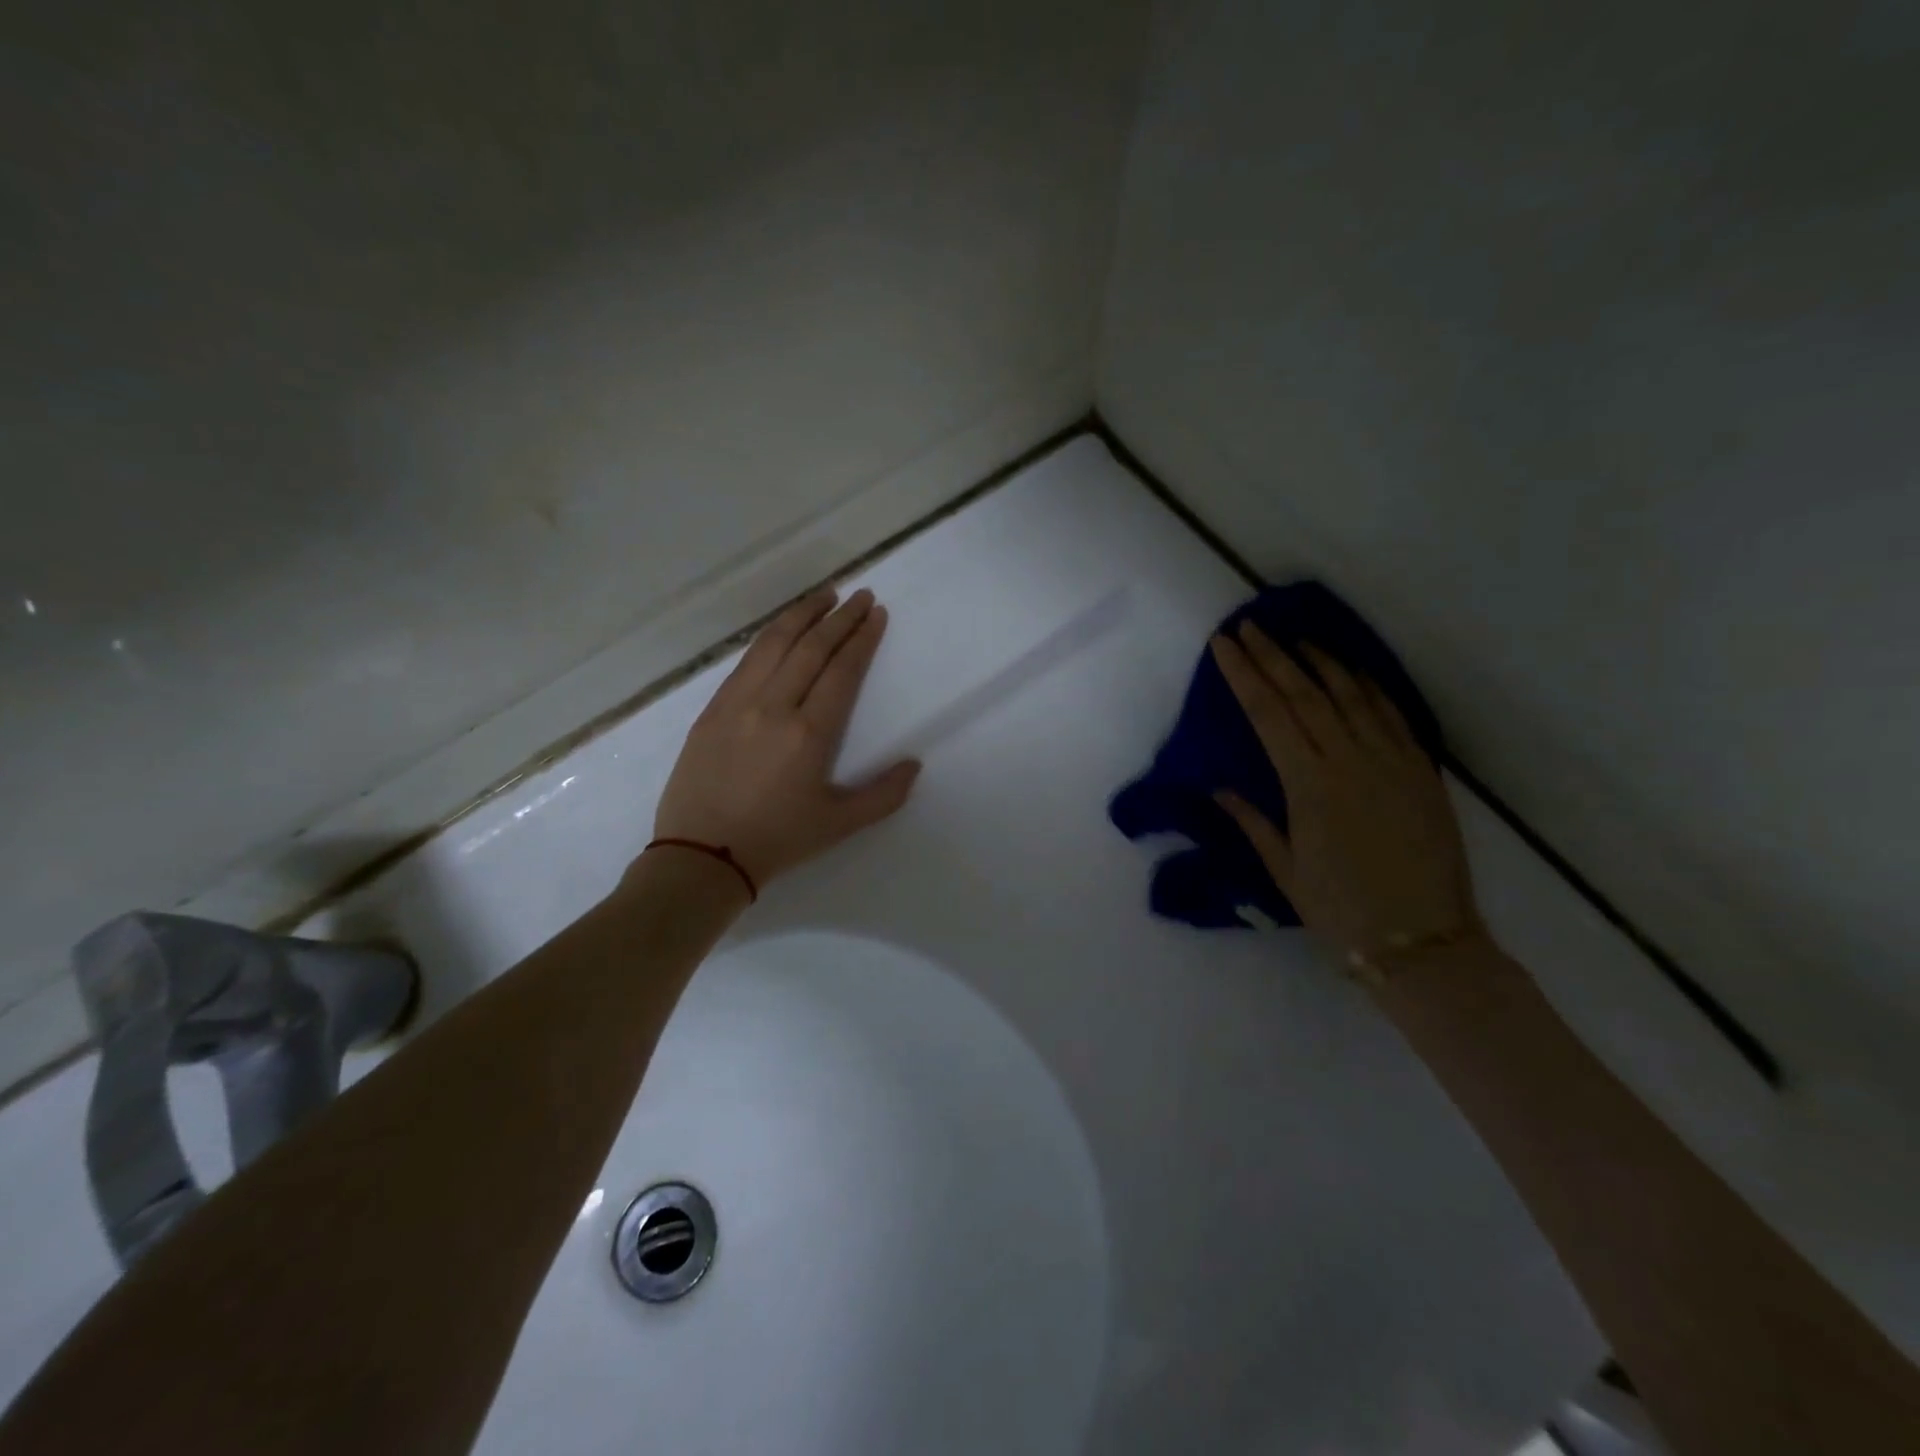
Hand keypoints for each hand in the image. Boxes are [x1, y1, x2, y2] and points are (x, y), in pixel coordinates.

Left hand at [652, 587, 920, 886]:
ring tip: (824, 594)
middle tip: (861, 595)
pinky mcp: (711, 709)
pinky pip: (745, 661)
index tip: (877, 614)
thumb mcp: (839, 824)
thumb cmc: (777, 840)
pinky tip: (781, 629)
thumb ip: (884, 795)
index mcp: (808, 733)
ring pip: (773, 644)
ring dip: (802, 614)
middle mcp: (773, 706)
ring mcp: (737, 703)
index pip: (842, 670)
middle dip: (840, 617)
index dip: (862, 638)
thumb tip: (914, 765)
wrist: (701, 856)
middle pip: (810, 647)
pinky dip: (769, 637)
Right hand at [1210, 623, 1483, 962]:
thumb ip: (1253, 821)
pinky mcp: (1421, 770)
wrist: (1424, 942)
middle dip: (1273, 656)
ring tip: (1296, 637)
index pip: (1268, 714)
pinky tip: (1353, 671)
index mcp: (1309, 785)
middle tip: (1249, 626)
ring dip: (1320, 661)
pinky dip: (1368, 686)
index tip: (1224, 646)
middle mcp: (1349, 760)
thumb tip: (1220, 787)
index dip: (1244, 676)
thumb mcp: (1284, 870)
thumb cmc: (1341, 911)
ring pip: (1350, 694)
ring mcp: (1391, 761)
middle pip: (1305, 693)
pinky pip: (1392, 714)